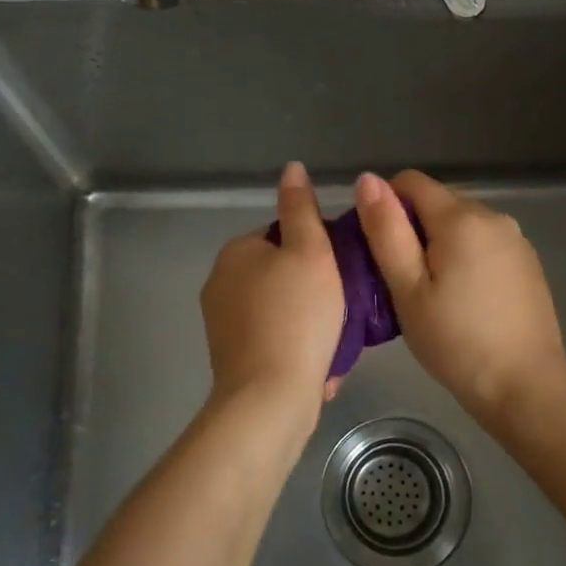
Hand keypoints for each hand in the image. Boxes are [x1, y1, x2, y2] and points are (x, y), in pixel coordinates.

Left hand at [200, 161, 345, 412]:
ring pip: (279, 310)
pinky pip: (272, 341)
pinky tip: (318, 365)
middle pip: (280, 273)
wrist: (270, 398)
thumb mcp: (311, 252)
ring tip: (336, 340)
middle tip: (345, 308)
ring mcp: (222, 324)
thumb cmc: (297, 316)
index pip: (282, 235)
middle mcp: (220, 283)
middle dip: (312, 289)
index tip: (342, 273)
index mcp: (236, 252)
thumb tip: (291, 167)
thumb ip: (301, 208)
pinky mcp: (231, 358)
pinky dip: (294, 347)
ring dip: (307, 322)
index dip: (317, 251)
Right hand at [354, 170, 565, 422]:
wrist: (525, 386)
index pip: (410, 181)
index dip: (385, 207)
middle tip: (401, 282)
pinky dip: (465, 258)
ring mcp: (516, 239)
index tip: (378, 250)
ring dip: (439, 245)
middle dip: (412, 229)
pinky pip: (483, 243)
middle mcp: (493, 216)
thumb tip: (368, 179)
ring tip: (431, 295)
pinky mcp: (527, 263)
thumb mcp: (407, 289)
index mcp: (461, 217)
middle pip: (437, 202)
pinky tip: (463, 300)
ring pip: (461, 224)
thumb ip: (386, 231)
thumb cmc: (455, 341)